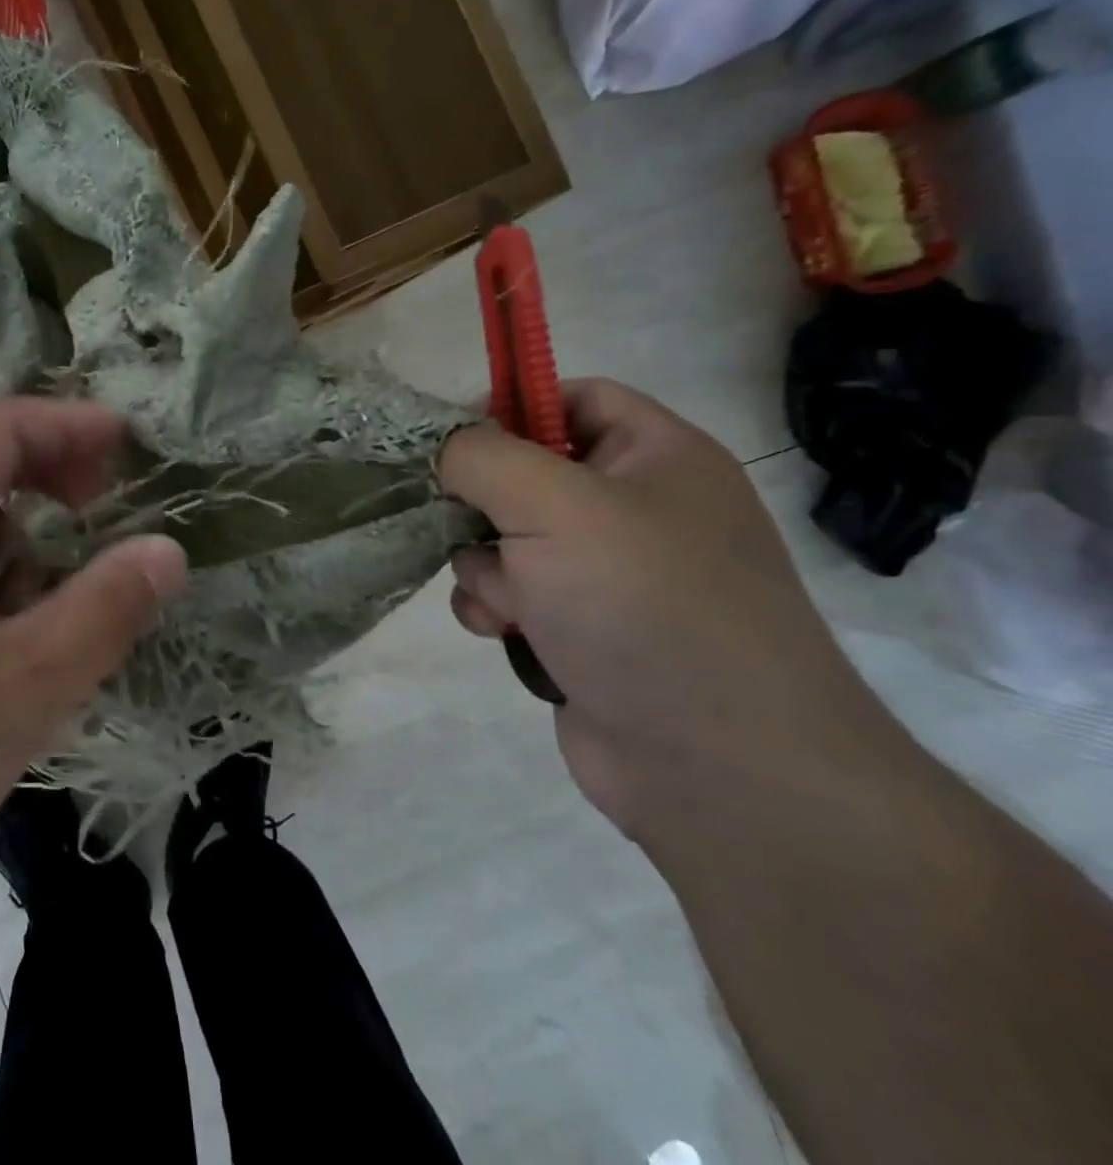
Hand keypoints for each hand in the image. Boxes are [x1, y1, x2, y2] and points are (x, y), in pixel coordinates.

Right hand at [438, 380, 903, 852]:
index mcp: (658, 458)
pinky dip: (495, 608)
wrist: (717, 766)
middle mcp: (637, 512)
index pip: (575, 398)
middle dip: (482, 504)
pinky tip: (503, 632)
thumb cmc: (642, 604)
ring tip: (505, 601)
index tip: (454, 443)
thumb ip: (482, 455)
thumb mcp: (553, 504)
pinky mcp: (582, 632)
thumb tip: (445, 449)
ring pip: (507, 541)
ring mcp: (610, 578)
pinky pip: (513, 596)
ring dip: (483, 565)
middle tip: (463, 525)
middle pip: (527, 475)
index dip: (512, 409)